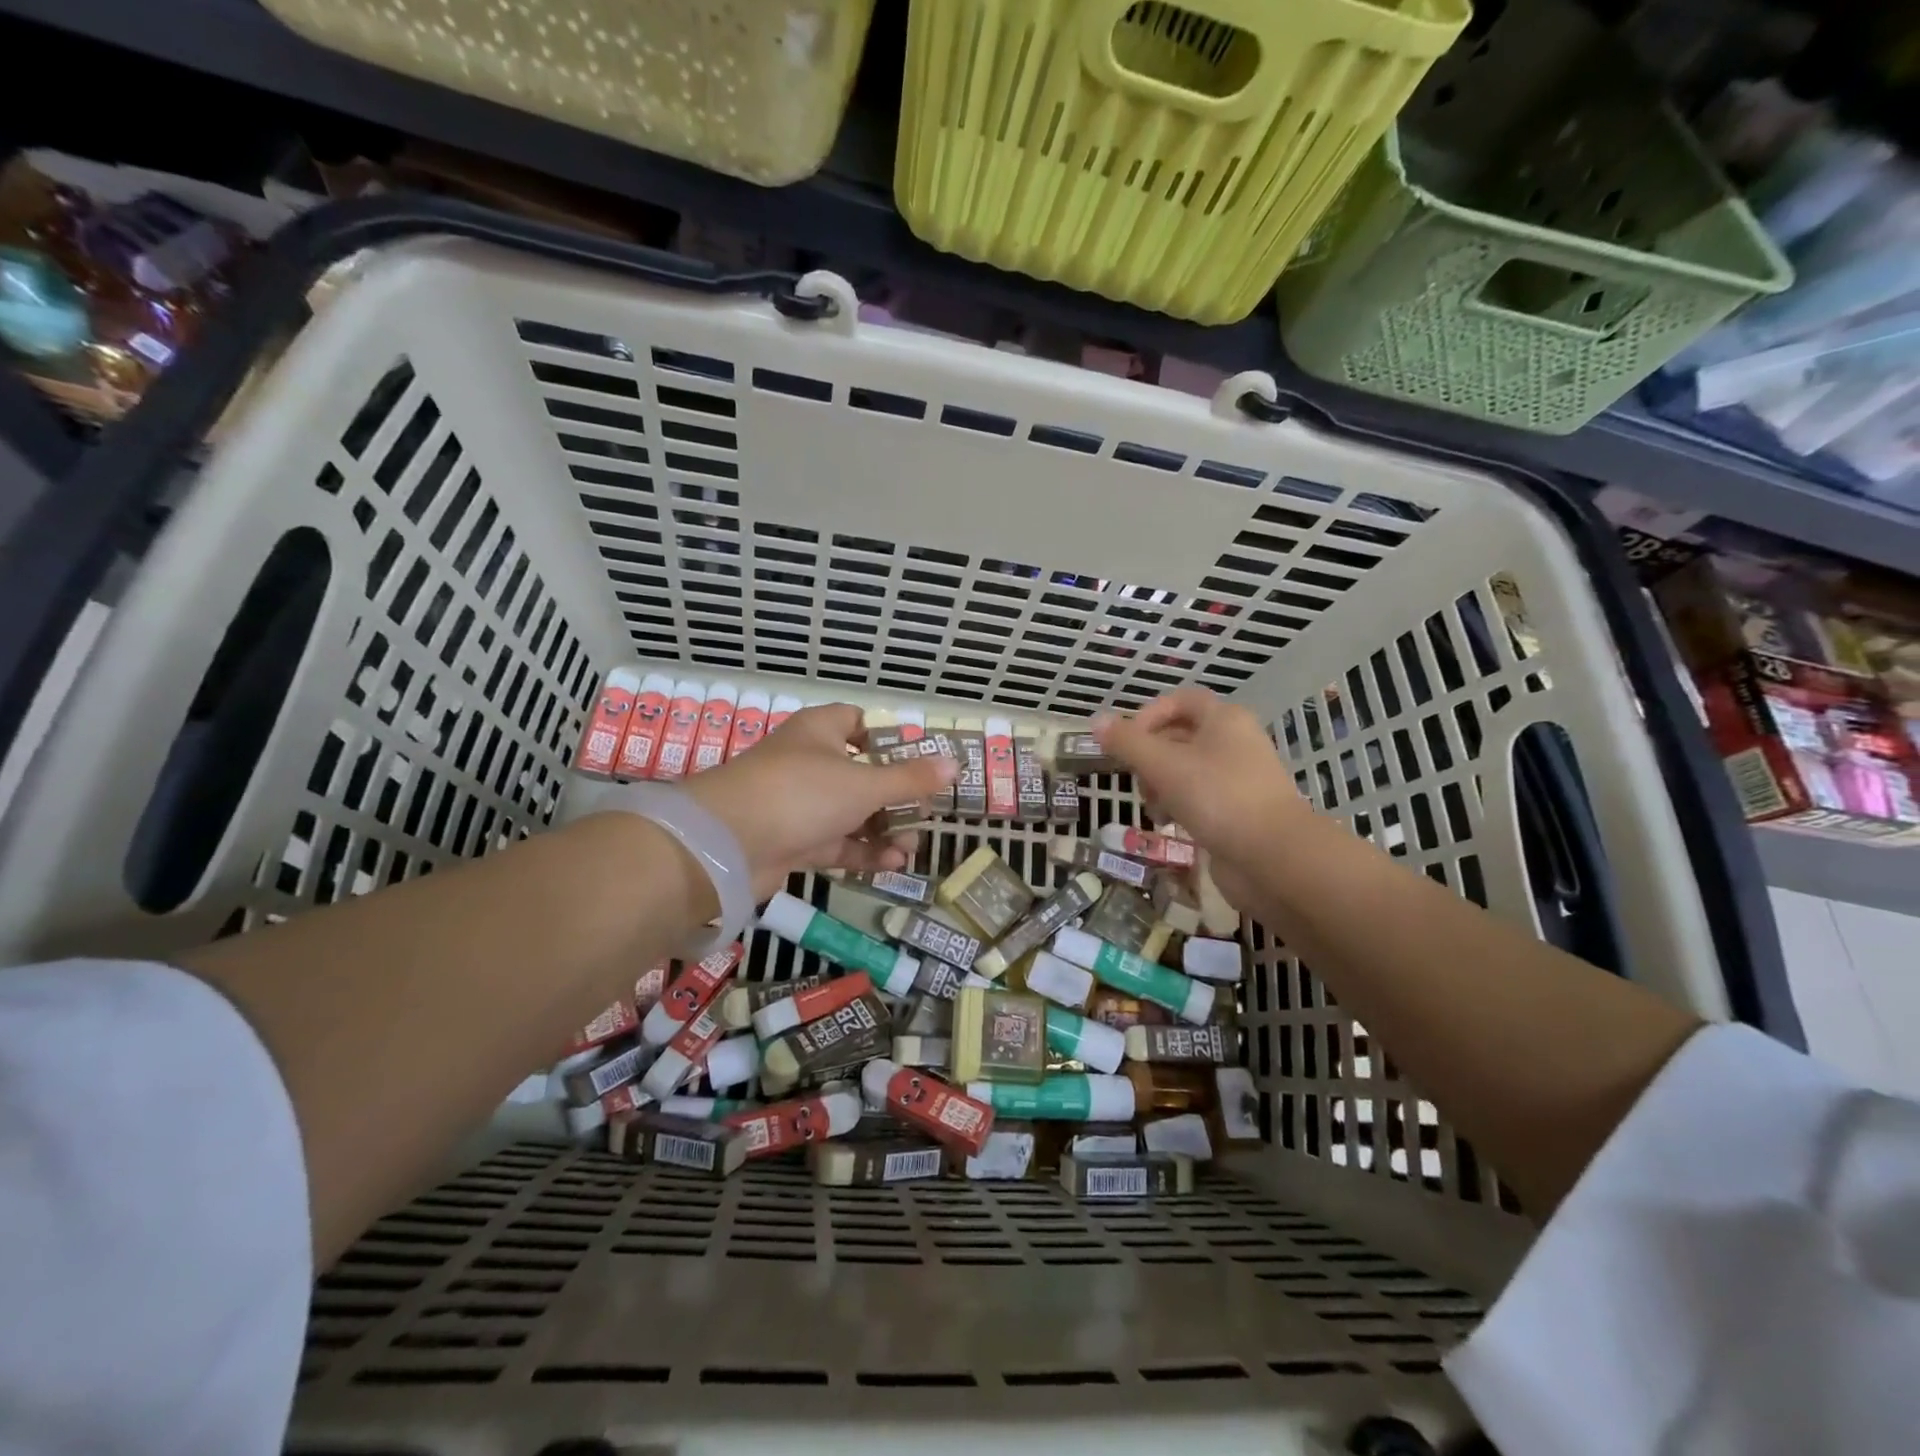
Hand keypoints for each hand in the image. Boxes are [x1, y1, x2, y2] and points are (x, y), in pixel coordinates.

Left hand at [683, 703, 956, 899]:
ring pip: (851, 813)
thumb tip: (954, 763)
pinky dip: (863, 852)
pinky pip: (836, 842)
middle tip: (923, 815)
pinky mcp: (793, 840)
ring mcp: (799, 804)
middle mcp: (809, 763)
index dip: (887, 738)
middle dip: (895, 797)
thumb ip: (911, 779)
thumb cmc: (802, 793)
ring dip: (883, 830)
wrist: (728, 844)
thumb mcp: (865, 783)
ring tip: (910, 848)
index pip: (857, 722)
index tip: (918, 761)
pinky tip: (892, 864)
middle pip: (861, 773)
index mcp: (820, 732)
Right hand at [1094, 687, 1309, 907]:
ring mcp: (1238, 778)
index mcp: (1224, 719)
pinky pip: (1199, 797)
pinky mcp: (1238, 810)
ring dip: (1160, 785)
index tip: (1126, 742)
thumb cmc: (1217, 798)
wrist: (1274, 857)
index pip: (1180, 701)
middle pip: (1179, 736)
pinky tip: (1170, 824)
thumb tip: (1096, 721)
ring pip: (1186, 770)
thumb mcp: (1164, 765)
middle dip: (1150, 757)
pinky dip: (1179, 806)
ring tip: (1153, 808)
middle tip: (1136, 779)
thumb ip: (1128, 743)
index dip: (1149, 715)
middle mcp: (1234, 742)